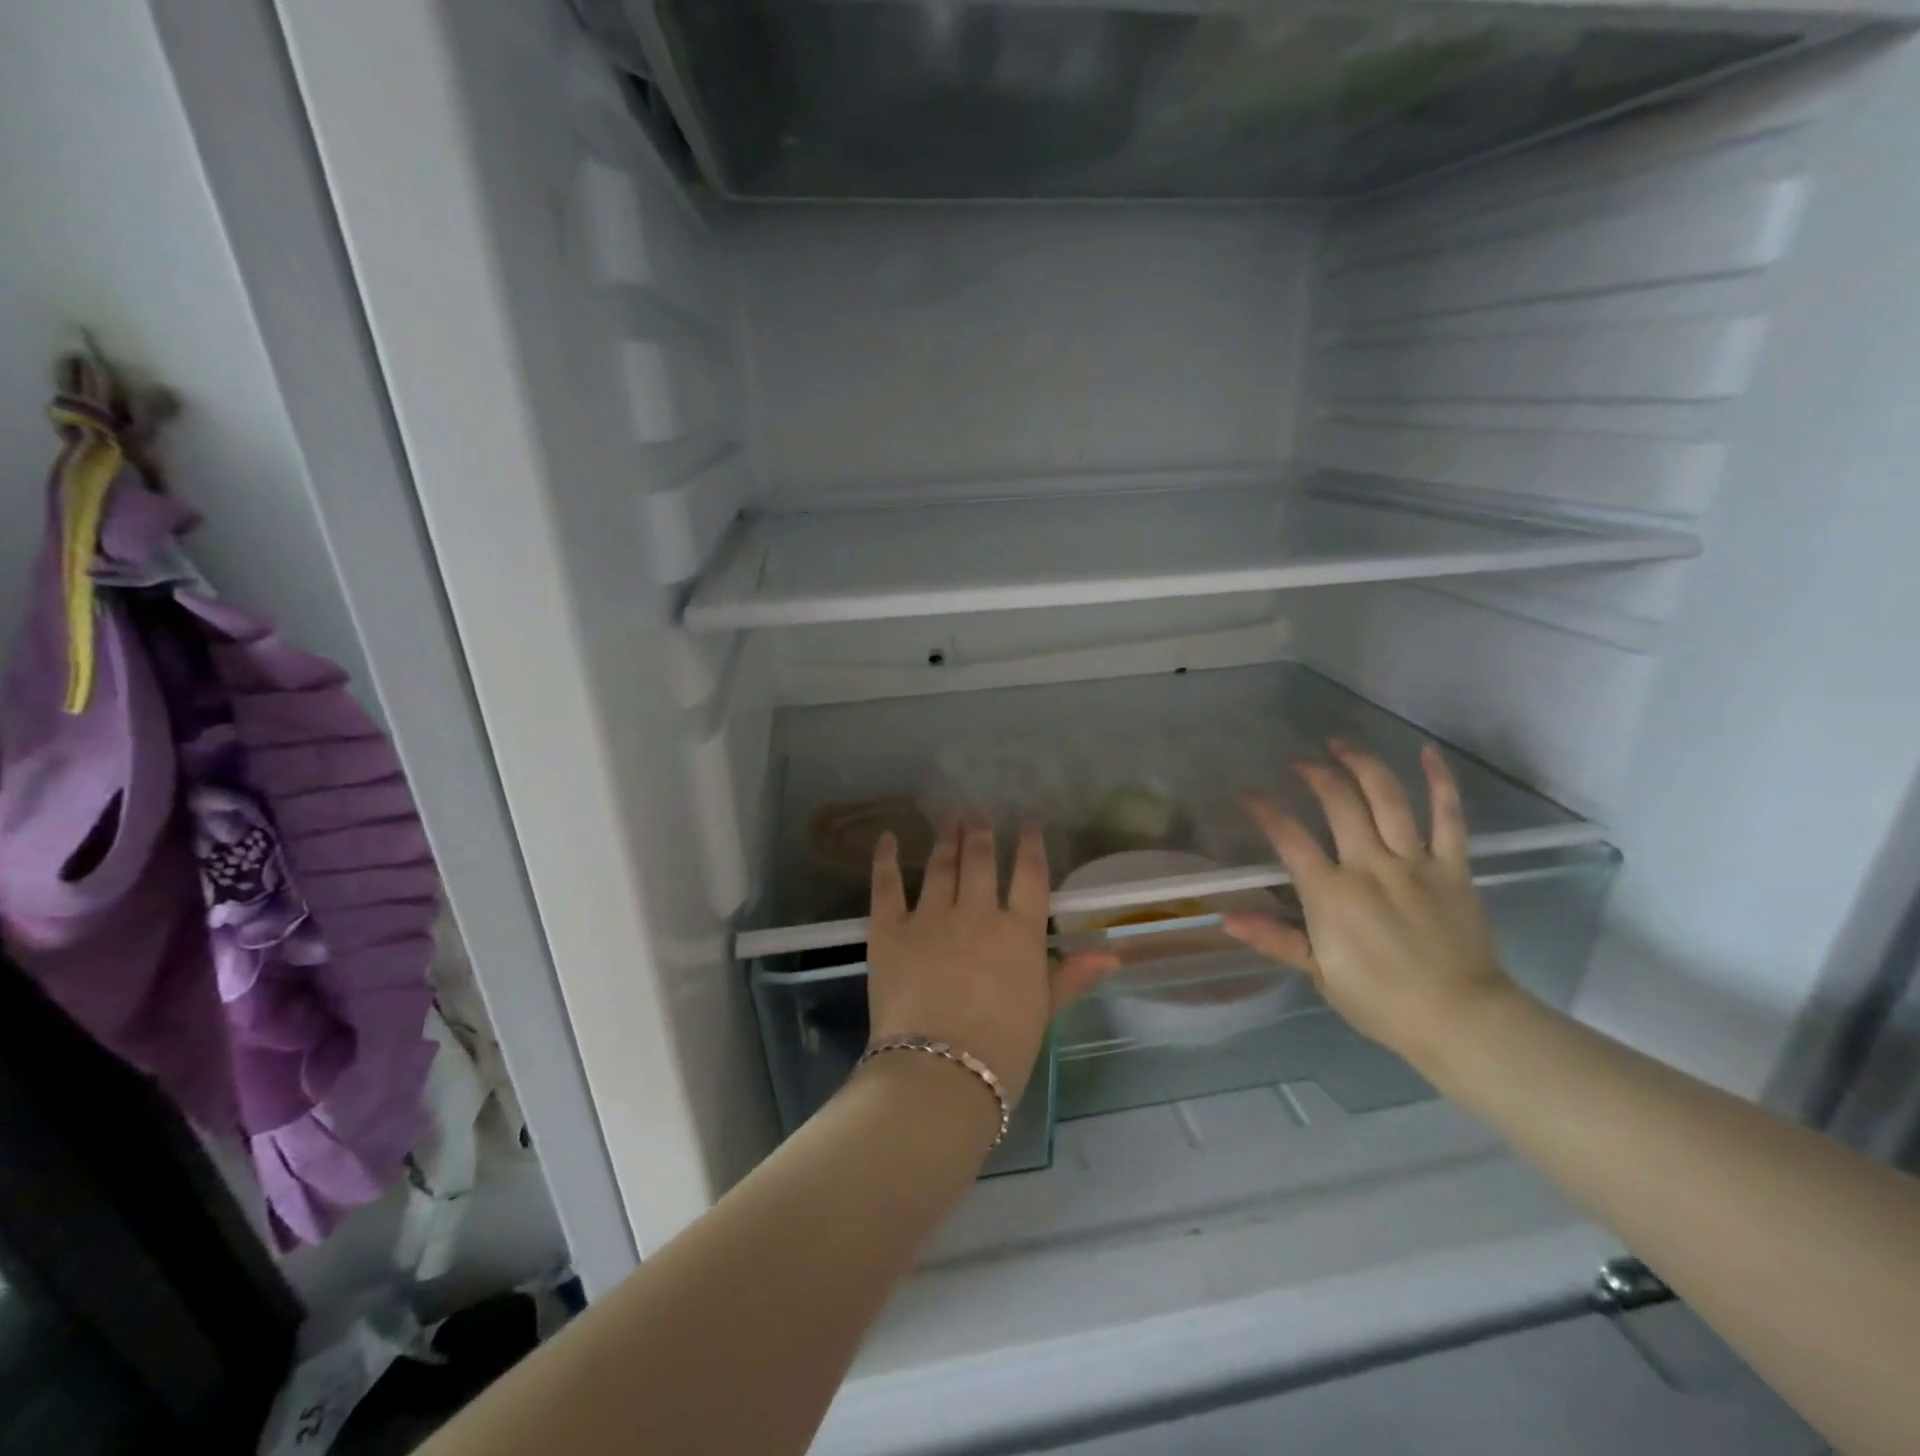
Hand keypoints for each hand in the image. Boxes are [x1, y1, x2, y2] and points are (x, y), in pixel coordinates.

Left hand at [866, 818, 1116, 1106]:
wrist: (940, 1072)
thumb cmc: (1002, 1050)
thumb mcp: (1043, 1012)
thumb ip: (1071, 975)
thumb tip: (1112, 953)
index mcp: (1019, 932)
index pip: (1030, 875)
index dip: (1030, 845)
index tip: (1028, 823)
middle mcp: (977, 913)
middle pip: (981, 859)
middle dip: (980, 831)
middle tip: (976, 810)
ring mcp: (931, 917)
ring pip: (940, 865)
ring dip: (945, 838)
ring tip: (948, 819)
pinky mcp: (890, 929)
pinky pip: (887, 884)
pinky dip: (885, 858)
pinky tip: (886, 838)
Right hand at [1221, 739, 1517, 1073]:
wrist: (1461, 1020)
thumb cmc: (1381, 1001)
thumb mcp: (1319, 973)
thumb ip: (1275, 939)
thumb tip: (1226, 917)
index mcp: (1331, 894)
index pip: (1289, 837)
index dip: (1264, 808)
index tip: (1246, 792)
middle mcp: (1370, 866)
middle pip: (1339, 803)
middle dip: (1313, 774)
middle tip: (1298, 762)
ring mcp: (1415, 863)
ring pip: (1387, 798)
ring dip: (1361, 764)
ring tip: (1340, 744)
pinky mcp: (1453, 867)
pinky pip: (1449, 816)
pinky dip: (1440, 781)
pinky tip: (1425, 753)